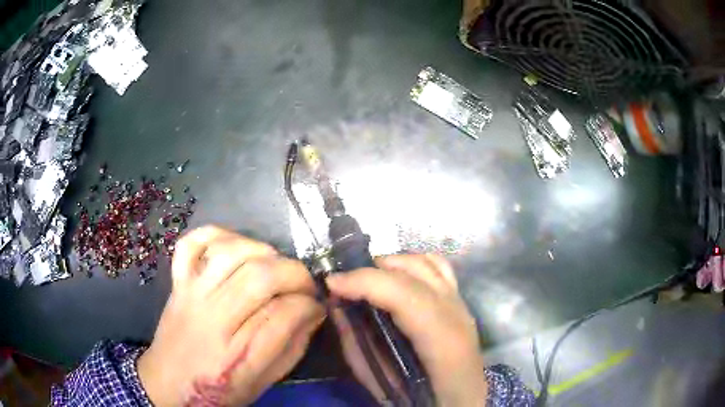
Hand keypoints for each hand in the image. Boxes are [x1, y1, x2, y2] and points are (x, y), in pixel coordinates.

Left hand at [137, 226, 324, 405]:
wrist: (169, 384)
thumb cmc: (218, 390)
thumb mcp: (263, 381)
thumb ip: (291, 347)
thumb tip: (312, 311)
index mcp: (239, 356)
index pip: (285, 314)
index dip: (310, 304)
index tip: (317, 306)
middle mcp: (213, 319)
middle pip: (260, 277)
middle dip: (295, 274)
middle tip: (305, 285)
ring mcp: (191, 294)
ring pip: (230, 253)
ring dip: (263, 251)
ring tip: (274, 265)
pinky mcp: (177, 282)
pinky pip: (191, 244)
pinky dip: (215, 234)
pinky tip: (234, 246)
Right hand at [327, 254, 486, 405]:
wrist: (461, 400)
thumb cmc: (421, 399)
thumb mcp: (379, 382)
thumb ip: (357, 344)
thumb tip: (337, 306)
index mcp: (445, 344)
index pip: (408, 297)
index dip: (367, 283)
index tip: (332, 284)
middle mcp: (459, 315)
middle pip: (417, 272)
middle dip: (373, 270)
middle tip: (344, 283)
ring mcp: (463, 305)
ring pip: (428, 262)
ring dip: (392, 264)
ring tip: (367, 279)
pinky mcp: (460, 301)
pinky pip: (438, 267)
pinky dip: (412, 263)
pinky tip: (394, 277)